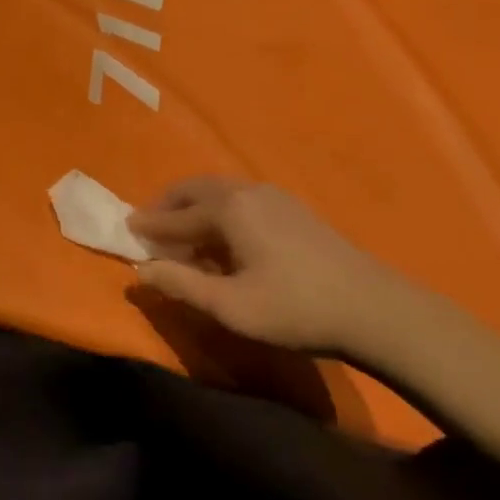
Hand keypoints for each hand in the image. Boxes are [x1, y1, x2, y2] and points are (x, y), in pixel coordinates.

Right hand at [128, 178, 437, 360]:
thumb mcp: (230, 306)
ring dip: (194, 207)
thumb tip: (141, 271)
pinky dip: (218, 210)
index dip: (148, 226)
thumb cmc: (295, 308)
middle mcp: (247, 191)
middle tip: (149, 226)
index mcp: (228, 209)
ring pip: (219, 192)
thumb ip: (181, 285)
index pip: (175, 216)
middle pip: (195, 190)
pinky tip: (223, 238)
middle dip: (168, 206)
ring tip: (182, 233)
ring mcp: (274, 196)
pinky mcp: (293, 209)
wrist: (373, 308)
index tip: (125, 229)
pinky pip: (240, 199)